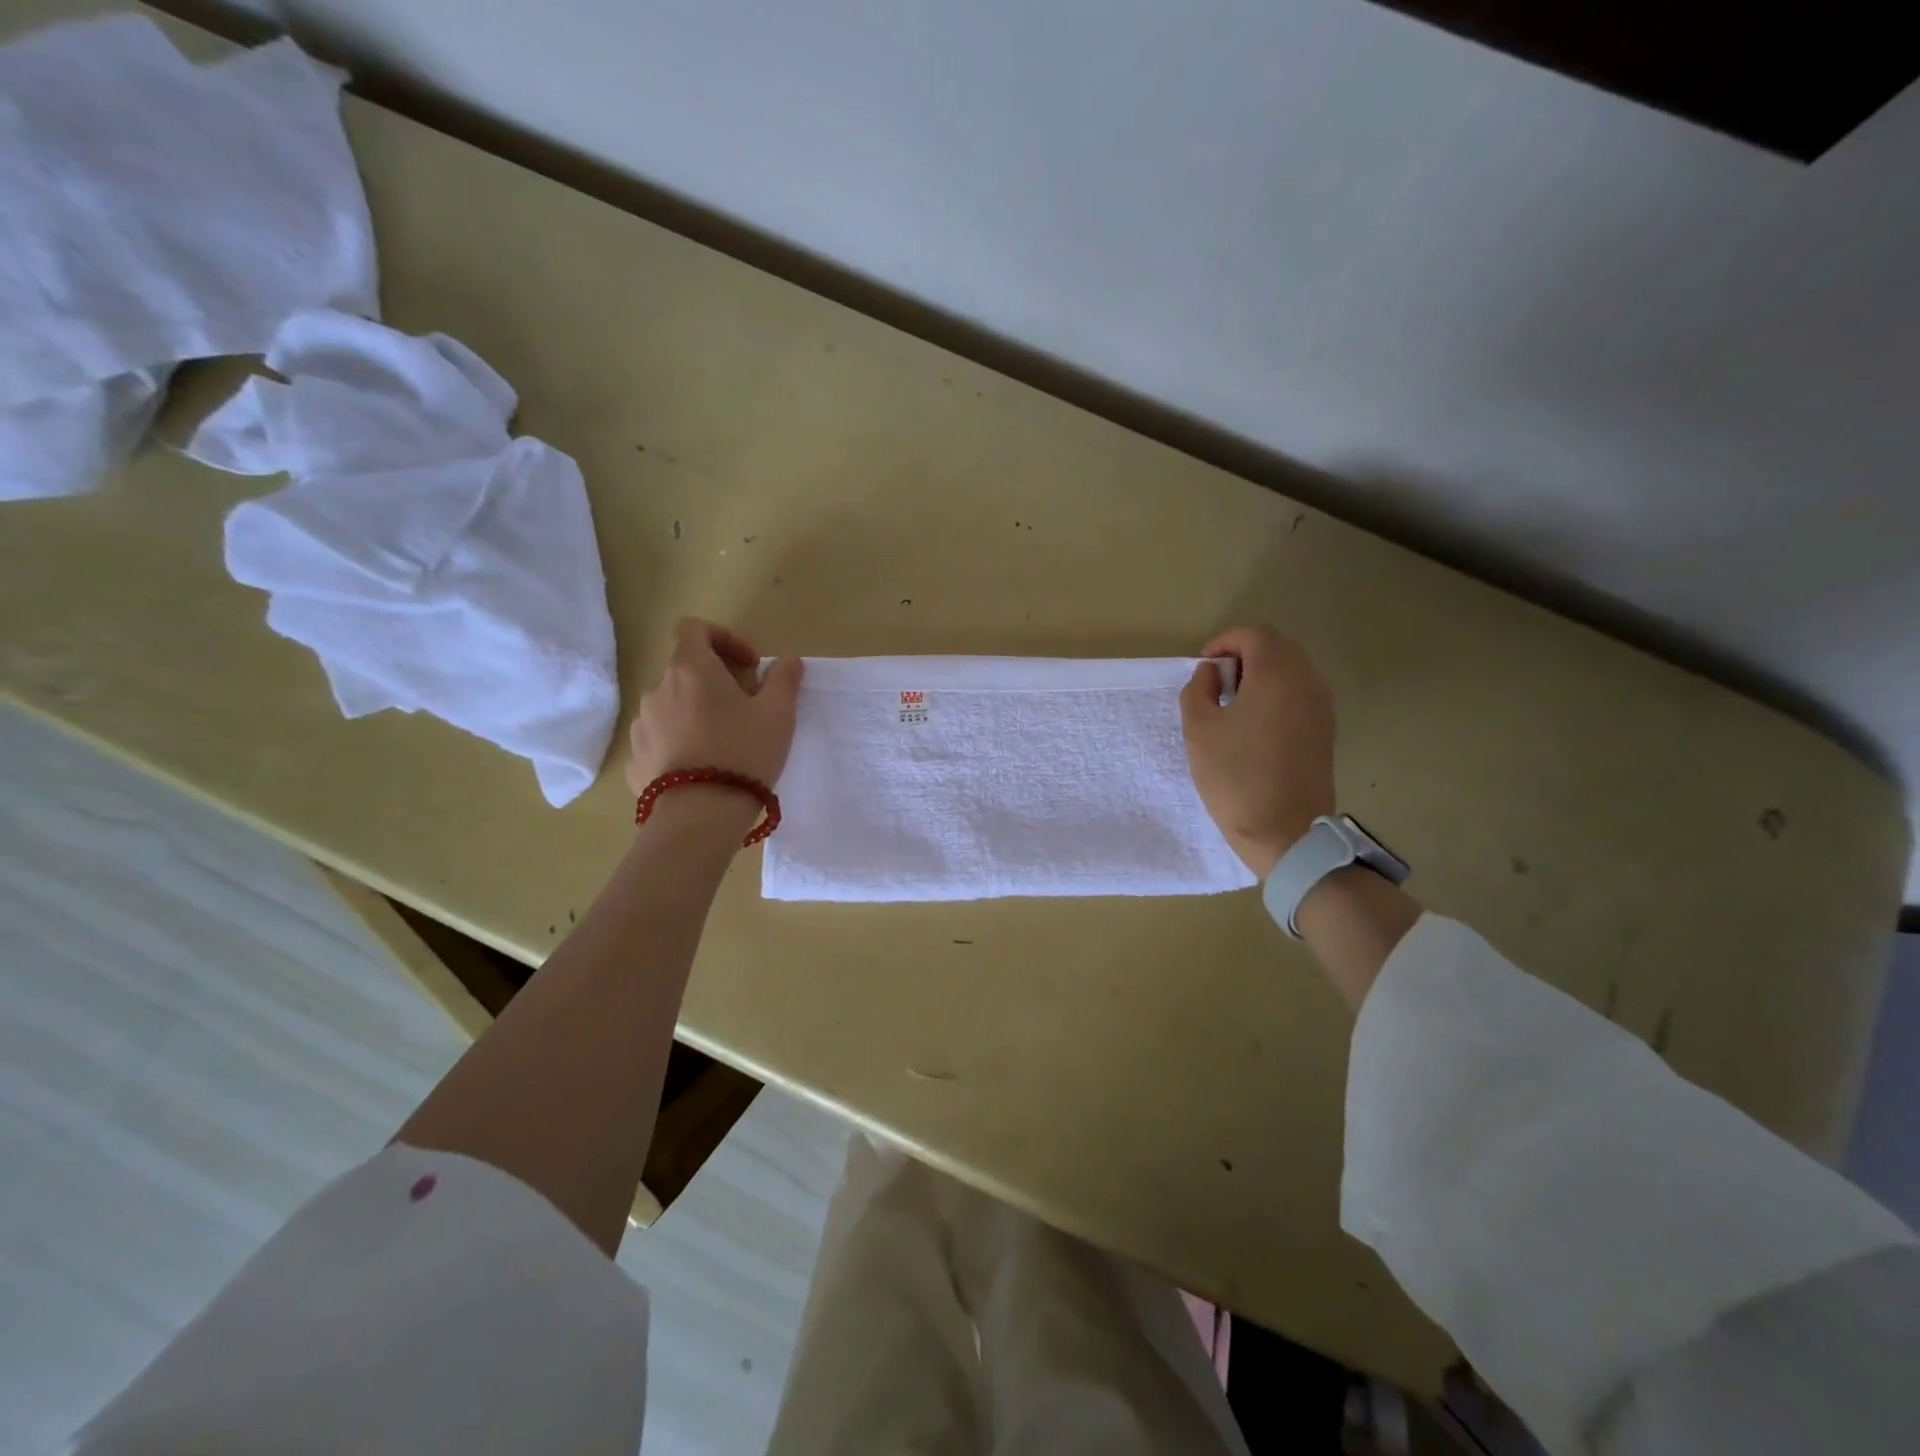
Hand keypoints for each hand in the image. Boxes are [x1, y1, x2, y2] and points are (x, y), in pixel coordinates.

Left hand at [624, 619, 804, 795]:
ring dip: (697, 713)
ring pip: (673, 706)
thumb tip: (788, 661)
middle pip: (687, 670)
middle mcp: (658, 690)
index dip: (724, 638)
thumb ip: (784, 680)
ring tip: (724, 744)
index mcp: (691, 670)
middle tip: (747, 710)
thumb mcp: (778, 714)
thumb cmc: (744, 753)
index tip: (749, 666)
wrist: (700, 816)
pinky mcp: (635, 759)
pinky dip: (681, 743)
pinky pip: (661, 739)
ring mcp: (642, 726)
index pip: (694, 629)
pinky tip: (703, 767)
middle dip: (717, 682)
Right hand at [1180, 625, 1336, 878]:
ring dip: (1261, 676)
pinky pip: (1300, 693)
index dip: (1223, 643)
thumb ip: (1198, 689)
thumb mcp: (1199, 729)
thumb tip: (1212, 673)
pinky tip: (1255, 726)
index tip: (1203, 670)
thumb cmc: (1235, 776)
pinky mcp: (1326, 729)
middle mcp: (1308, 681)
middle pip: (1276, 647)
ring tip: (1233, 707)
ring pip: (1291, 670)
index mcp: (1277, 674)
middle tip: (1216, 686)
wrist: (1285, 831)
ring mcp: (1322, 705)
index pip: (1253, 634)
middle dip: (1243, 657)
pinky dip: (1276, 695)